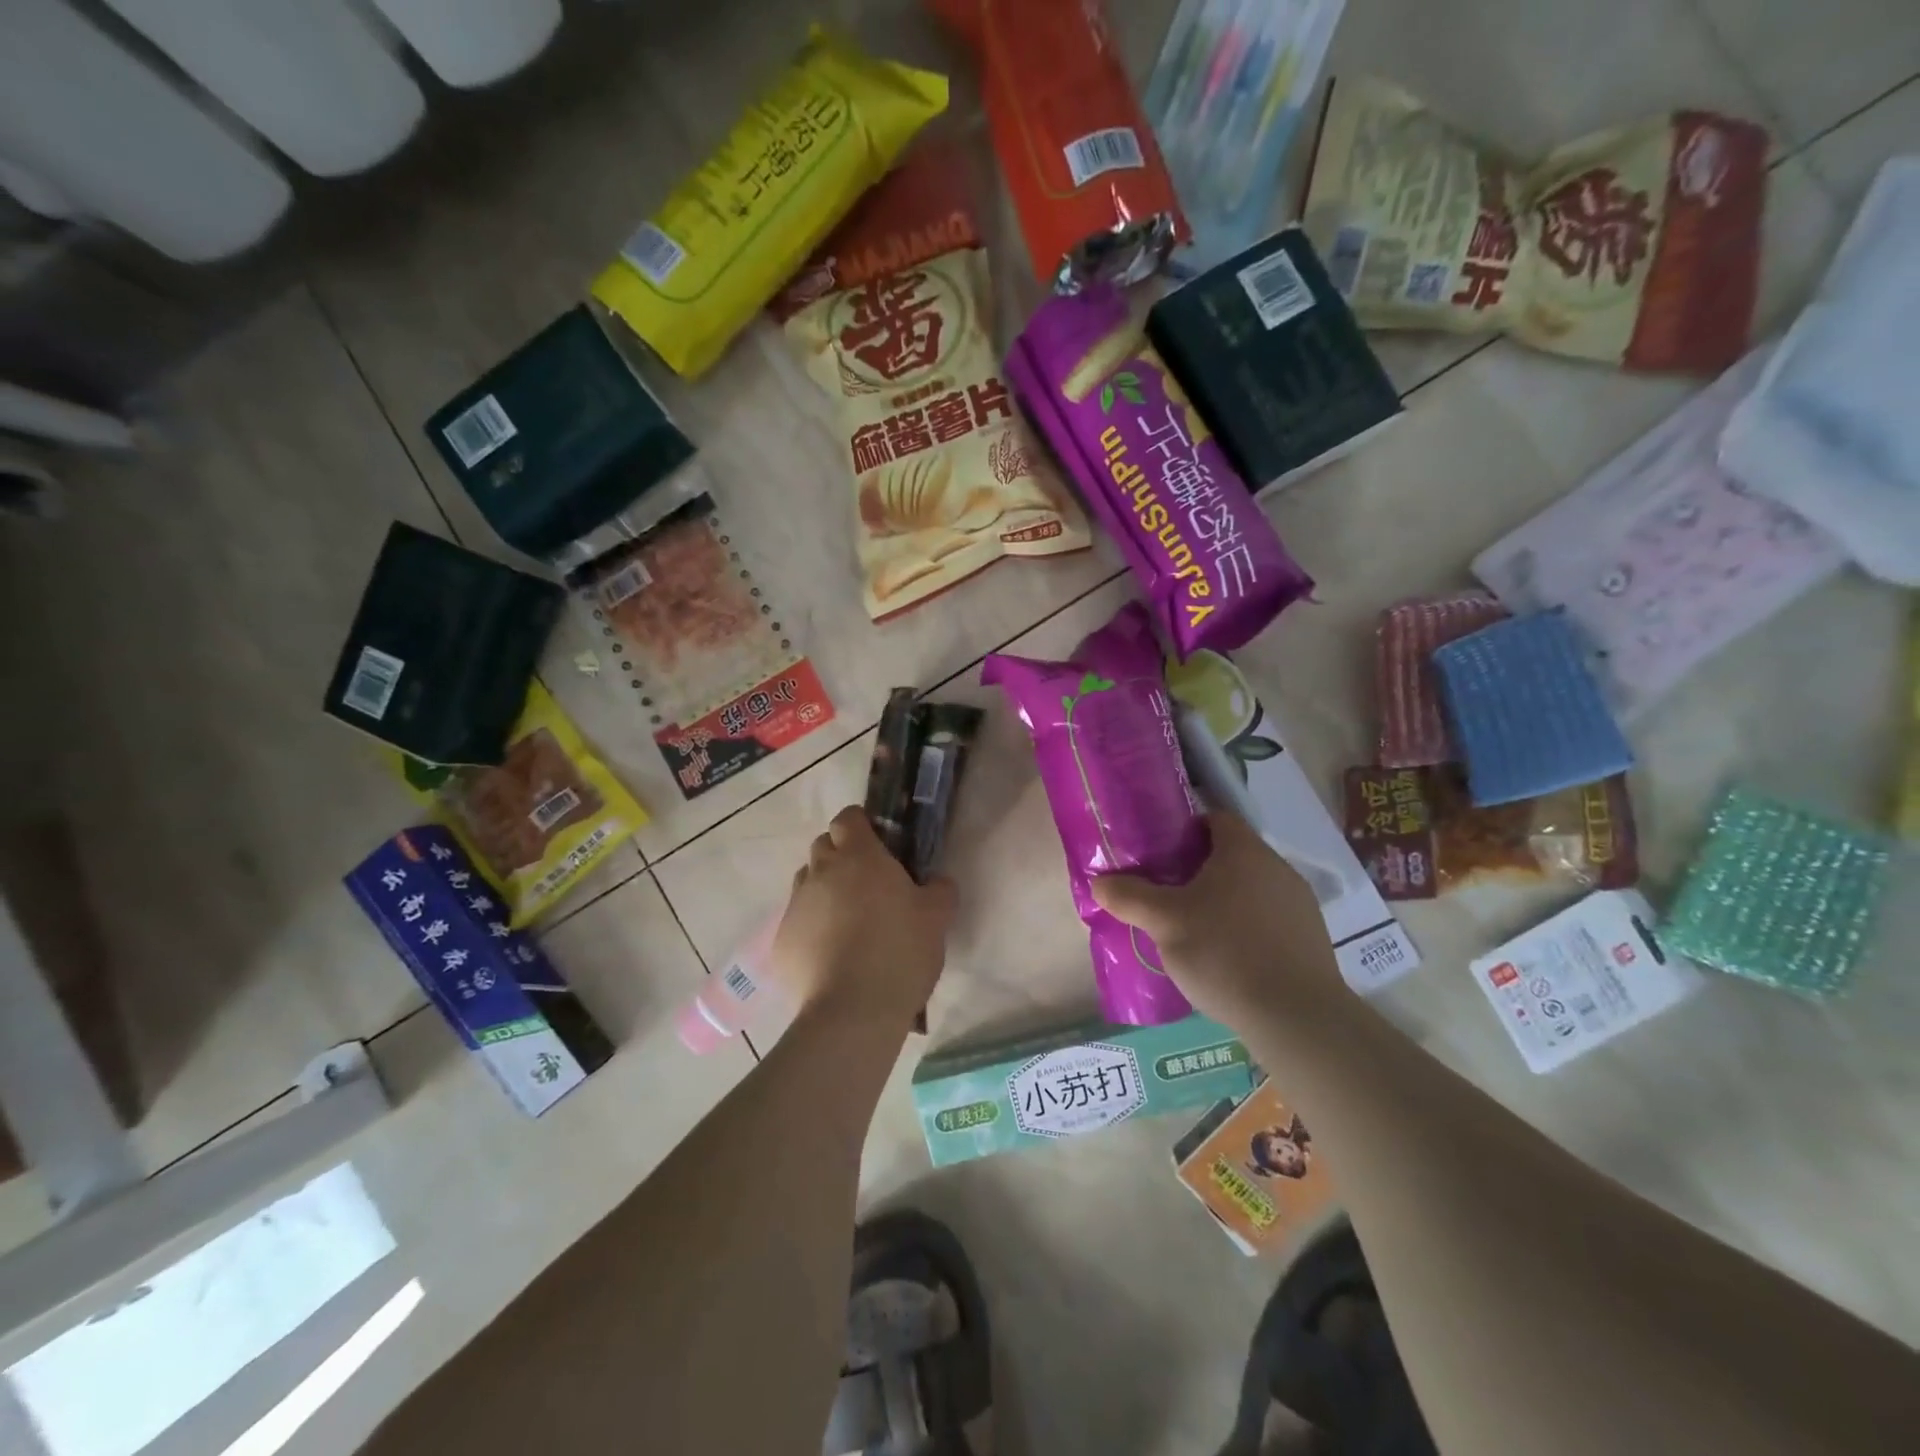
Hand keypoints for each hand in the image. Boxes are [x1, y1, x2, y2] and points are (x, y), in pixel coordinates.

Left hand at [771, 806, 956, 1029]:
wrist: (852, 1011)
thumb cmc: (900, 952)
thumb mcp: (937, 918)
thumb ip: (939, 889)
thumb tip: (936, 881)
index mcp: (859, 857)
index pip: (848, 818)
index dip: (861, 826)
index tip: (879, 845)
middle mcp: (820, 872)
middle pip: (824, 846)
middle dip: (841, 856)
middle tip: (867, 884)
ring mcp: (795, 906)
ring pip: (807, 882)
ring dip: (824, 890)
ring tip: (848, 922)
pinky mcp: (780, 941)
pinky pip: (796, 922)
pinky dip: (811, 929)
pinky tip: (831, 956)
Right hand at [1091, 811, 1344, 1030]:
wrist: (1295, 1017)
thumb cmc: (1224, 953)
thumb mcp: (1164, 922)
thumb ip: (1129, 897)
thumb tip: (1099, 882)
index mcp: (1243, 851)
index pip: (1214, 819)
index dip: (1184, 831)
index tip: (1161, 854)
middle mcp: (1277, 867)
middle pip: (1232, 855)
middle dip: (1199, 870)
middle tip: (1168, 894)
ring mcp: (1300, 903)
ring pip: (1251, 888)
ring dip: (1224, 900)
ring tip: (1195, 929)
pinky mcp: (1312, 938)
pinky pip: (1269, 919)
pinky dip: (1247, 927)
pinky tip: (1228, 958)